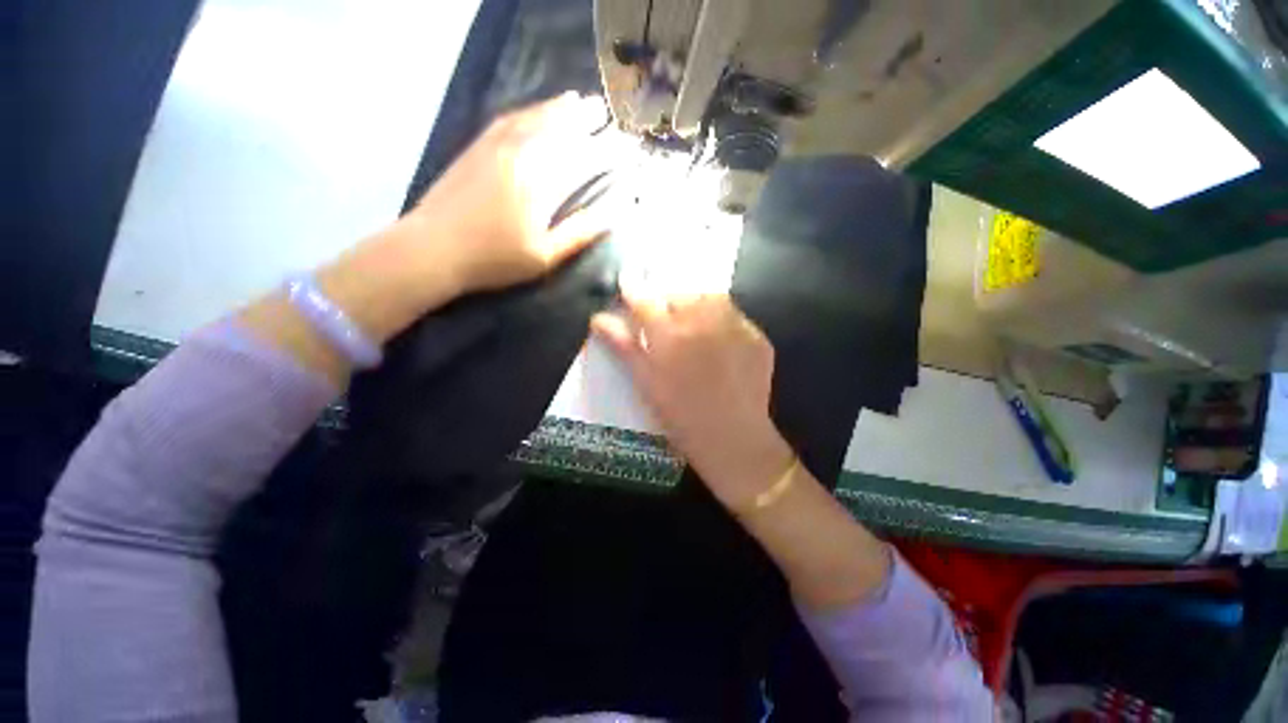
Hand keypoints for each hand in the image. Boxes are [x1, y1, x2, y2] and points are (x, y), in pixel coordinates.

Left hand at [405, 92, 625, 293]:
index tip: (626, 146)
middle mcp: (522, 155)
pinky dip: (528, 111)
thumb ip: (579, 233)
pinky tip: (535, 110)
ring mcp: (496, 147)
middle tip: (604, 111)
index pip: (583, 159)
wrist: (432, 248)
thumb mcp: (544, 256)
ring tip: (577, 100)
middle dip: (585, 119)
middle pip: (559, 129)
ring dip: (558, 108)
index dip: (607, 151)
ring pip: (534, 118)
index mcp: (541, 183)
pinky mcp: (477, 147)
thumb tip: (614, 214)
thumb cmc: (494, 260)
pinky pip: (508, 119)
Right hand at [592, 291, 795, 510]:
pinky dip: (721, 317)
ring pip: (710, 295)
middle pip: (678, 291)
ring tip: (691, 320)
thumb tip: (599, 317)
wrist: (733, 438)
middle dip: (666, 296)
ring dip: (695, 300)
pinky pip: (734, 314)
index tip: (627, 280)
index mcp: (670, 334)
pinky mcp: (756, 336)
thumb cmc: (680, 416)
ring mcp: (734, 326)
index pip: (644, 298)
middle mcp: (702, 321)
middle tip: (663, 312)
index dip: (633, 287)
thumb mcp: (646, 382)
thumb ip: (624, 345)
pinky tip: (717, 338)